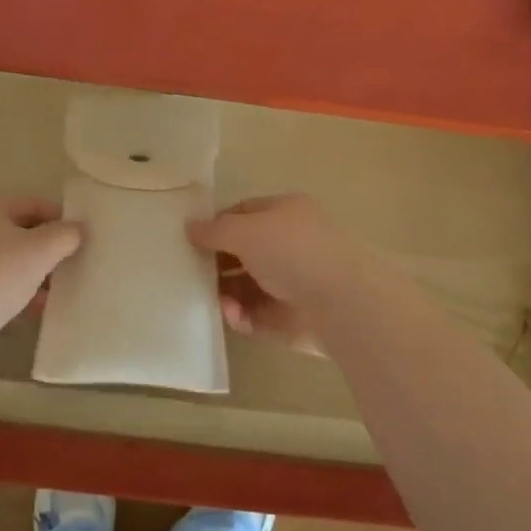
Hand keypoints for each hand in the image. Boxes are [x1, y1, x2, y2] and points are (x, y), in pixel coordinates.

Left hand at [0, 198, 82, 391]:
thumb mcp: (38, 252)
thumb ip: (64, 236)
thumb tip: (78, 228)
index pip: (35, 204)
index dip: (62, 218)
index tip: (85, 238)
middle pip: (20, 232)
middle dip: (48, 249)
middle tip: (76, 265)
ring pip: (7, 261)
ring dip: (33, 274)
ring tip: (60, 292)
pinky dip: (15, 294)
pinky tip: (33, 311)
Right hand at [188, 194, 372, 355]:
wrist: (341, 303)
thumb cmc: (291, 251)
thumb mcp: (244, 231)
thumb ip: (214, 230)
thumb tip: (189, 227)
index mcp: (286, 212)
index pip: (244, 213)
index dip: (217, 224)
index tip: (190, 240)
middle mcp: (291, 244)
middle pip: (244, 252)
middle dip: (218, 263)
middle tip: (191, 274)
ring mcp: (294, 281)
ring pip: (248, 286)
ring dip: (226, 293)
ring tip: (214, 301)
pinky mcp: (293, 317)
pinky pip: (258, 314)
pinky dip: (241, 316)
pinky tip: (233, 316)